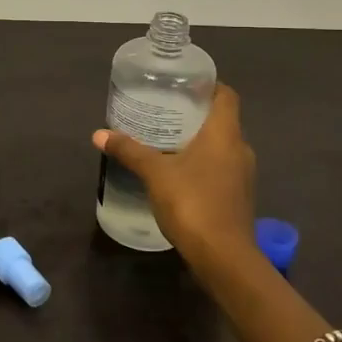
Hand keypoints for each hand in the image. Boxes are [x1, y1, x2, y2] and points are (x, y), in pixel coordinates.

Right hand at [94, 83, 255, 272]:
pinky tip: (178, 172)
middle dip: (196, 114)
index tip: (184, 83)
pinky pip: (221, 169)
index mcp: (225, 134)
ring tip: (168, 139)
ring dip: (199, 141)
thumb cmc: (193, 203)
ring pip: (221, 147)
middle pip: (222, 120)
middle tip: (166, 109)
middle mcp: (240, 149)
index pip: (226, 95)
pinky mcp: (238, 197)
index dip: (208, 85)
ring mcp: (242, 176)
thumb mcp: (155, 174)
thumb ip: (130, 151)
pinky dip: (202, 164)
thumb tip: (99, 134)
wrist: (224, 258)